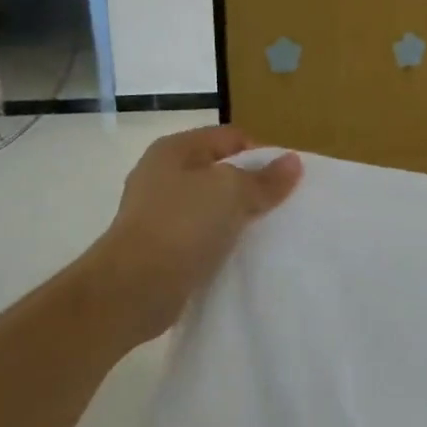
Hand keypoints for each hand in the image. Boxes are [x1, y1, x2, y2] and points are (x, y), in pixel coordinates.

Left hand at [90, 126, 301, 346]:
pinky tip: (239, 254)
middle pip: (220, 171)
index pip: (231, 137)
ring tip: (264, 233)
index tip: (285, 182)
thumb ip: (265, 178)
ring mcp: (158, 211)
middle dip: (251, 187)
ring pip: (211, 205)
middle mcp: (162, 174)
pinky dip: (220, 241)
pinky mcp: (160, 245)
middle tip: (279, 207)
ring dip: (236, 217)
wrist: (133, 288)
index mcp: (175, 149)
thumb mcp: (232, 192)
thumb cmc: (182, 225)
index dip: (261, 154)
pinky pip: (200, 235)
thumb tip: (293, 161)